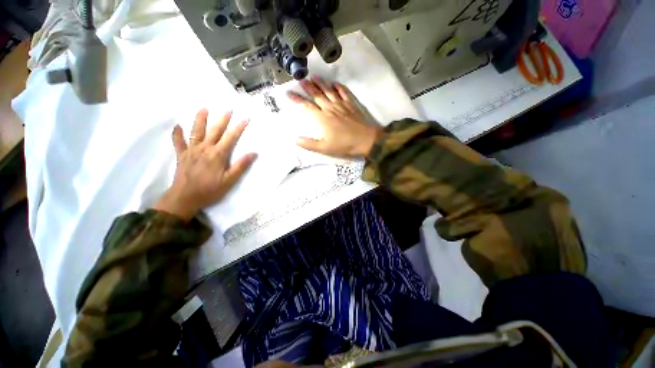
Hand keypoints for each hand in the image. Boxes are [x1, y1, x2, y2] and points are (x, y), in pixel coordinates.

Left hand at [154, 109, 256, 220]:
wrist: (185, 198)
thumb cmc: (210, 190)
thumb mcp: (230, 180)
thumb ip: (240, 166)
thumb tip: (253, 153)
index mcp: (218, 154)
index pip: (231, 137)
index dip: (239, 127)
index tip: (246, 118)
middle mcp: (205, 148)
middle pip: (215, 131)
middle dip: (222, 119)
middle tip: (228, 108)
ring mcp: (191, 150)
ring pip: (196, 132)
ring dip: (200, 119)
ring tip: (203, 108)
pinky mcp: (181, 155)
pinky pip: (178, 142)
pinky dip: (177, 134)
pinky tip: (177, 126)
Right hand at [288, 77, 381, 157]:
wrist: (365, 140)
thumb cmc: (344, 145)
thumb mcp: (324, 148)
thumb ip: (309, 144)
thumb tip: (294, 140)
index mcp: (322, 118)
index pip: (306, 106)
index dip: (297, 99)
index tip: (288, 93)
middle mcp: (330, 108)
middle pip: (317, 95)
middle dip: (308, 87)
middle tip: (301, 79)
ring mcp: (341, 104)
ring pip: (329, 90)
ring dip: (321, 83)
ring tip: (314, 76)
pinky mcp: (351, 104)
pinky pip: (344, 92)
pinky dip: (339, 87)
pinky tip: (335, 83)